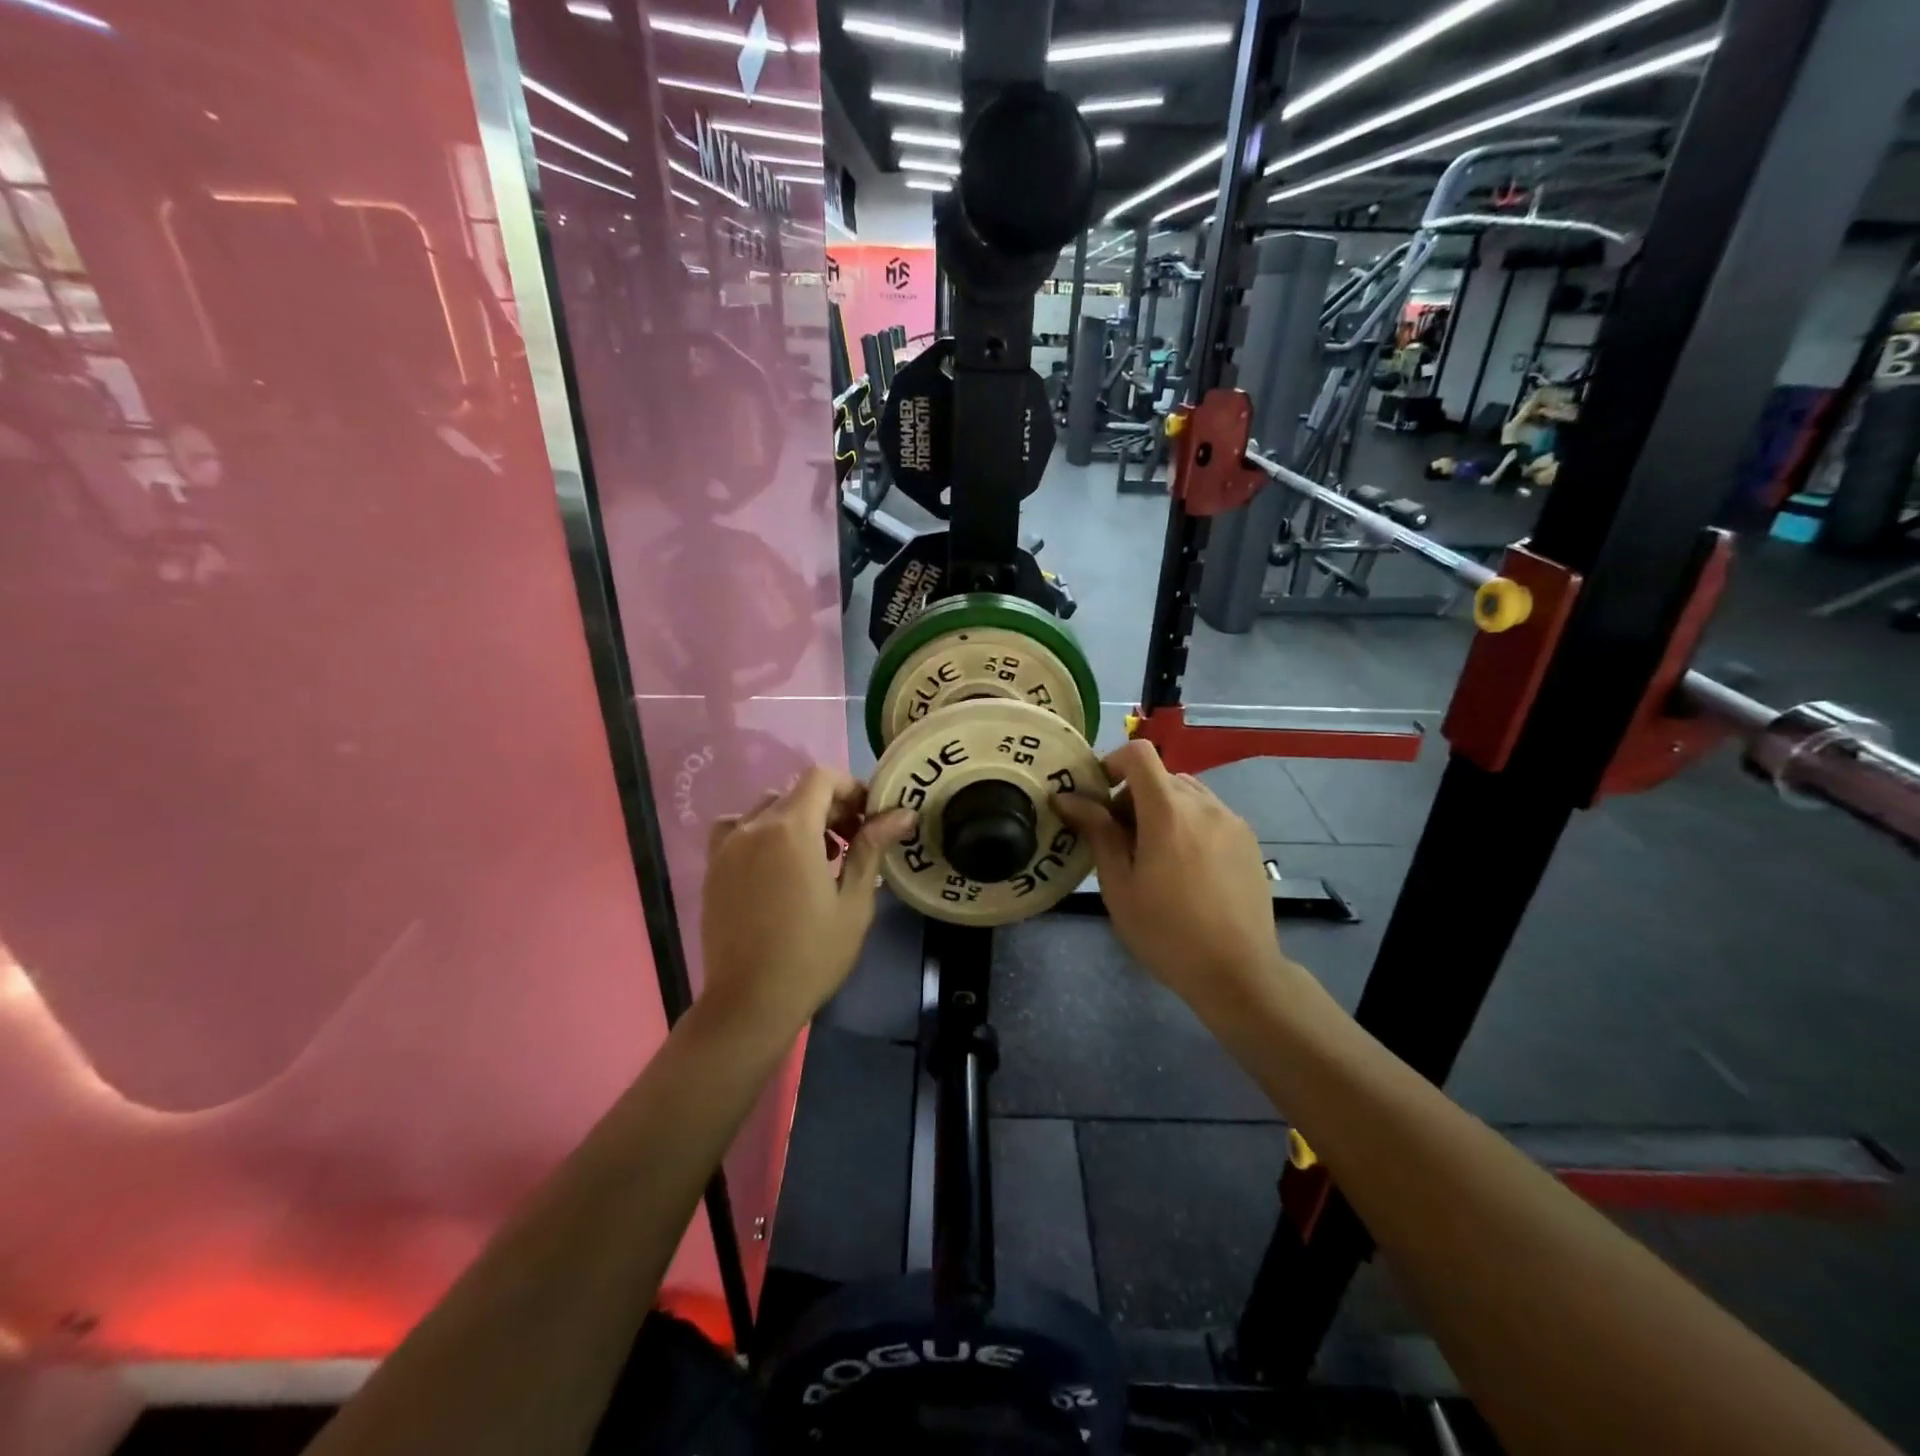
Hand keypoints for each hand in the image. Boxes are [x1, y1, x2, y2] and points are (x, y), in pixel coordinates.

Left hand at [699, 767, 913, 1040]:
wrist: (750, 1002)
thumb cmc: (812, 954)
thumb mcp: (853, 902)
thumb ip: (871, 848)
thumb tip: (902, 813)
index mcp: (791, 829)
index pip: (821, 778)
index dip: (849, 788)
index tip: (868, 817)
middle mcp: (754, 826)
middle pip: (796, 793)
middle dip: (829, 807)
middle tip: (852, 842)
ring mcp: (728, 846)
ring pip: (766, 809)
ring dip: (795, 819)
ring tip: (814, 856)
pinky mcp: (713, 868)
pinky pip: (736, 829)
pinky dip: (758, 832)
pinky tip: (774, 864)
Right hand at [1054, 741, 1285, 1014]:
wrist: (1238, 972)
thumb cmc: (1166, 932)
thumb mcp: (1119, 885)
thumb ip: (1097, 832)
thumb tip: (1067, 798)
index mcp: (1168, 811)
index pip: (1139, 754)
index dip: (1112, 763)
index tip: (1098, 798)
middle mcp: (1204, 804)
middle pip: (1160, 776)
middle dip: (1133, 796)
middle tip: (1120, 840)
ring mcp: (1232, 820)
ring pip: (1187, 793)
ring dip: (1162, 808)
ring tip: (1154, 855)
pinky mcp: (1248, 839)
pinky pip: (1209, 813)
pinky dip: (1188, 823)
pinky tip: (1186, 868)